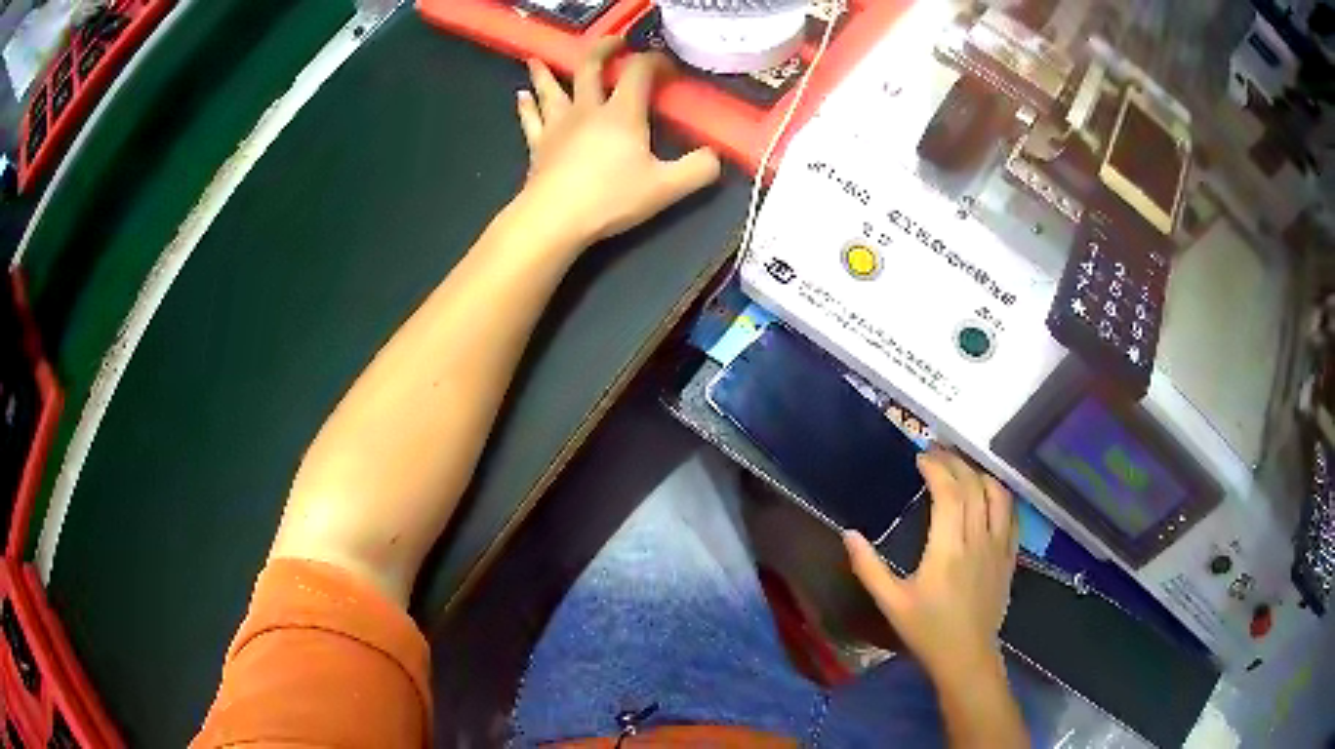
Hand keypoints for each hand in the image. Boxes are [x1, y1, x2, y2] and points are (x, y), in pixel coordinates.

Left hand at [514, 39, 721, 244]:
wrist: (554, 218)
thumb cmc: (610, 199)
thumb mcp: (667, 187)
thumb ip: (698, 169)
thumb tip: (715, 156)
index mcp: (622, 113)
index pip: (639, 71)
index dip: (654, 61)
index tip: (667, 66)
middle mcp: (588, 110)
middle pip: (591, 68)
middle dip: (604, 50)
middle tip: (613, 43)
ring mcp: (558, 125)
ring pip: (552, 89)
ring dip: (547, 72)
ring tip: (539, 60)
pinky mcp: (538, 145)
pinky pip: (531, 119)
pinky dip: (527, 106)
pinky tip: (521, 96)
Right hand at [845, 447, 1018, 682]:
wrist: (966, 656)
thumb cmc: (926, 630)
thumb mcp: (891, 602)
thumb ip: (868, 567)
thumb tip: (849, 533)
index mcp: (948, 548)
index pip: (949, 492)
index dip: (936, 468)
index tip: (920, 458)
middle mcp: (978, 539)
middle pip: (973, 485)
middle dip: (955, 462)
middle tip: (936, 454)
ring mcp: (999, 546)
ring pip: (997, 494)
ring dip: (979, 474)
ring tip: (961, 468)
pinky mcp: (1010, 555)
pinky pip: (1011, 514)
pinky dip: (1000, 495)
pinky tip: (988, 494)